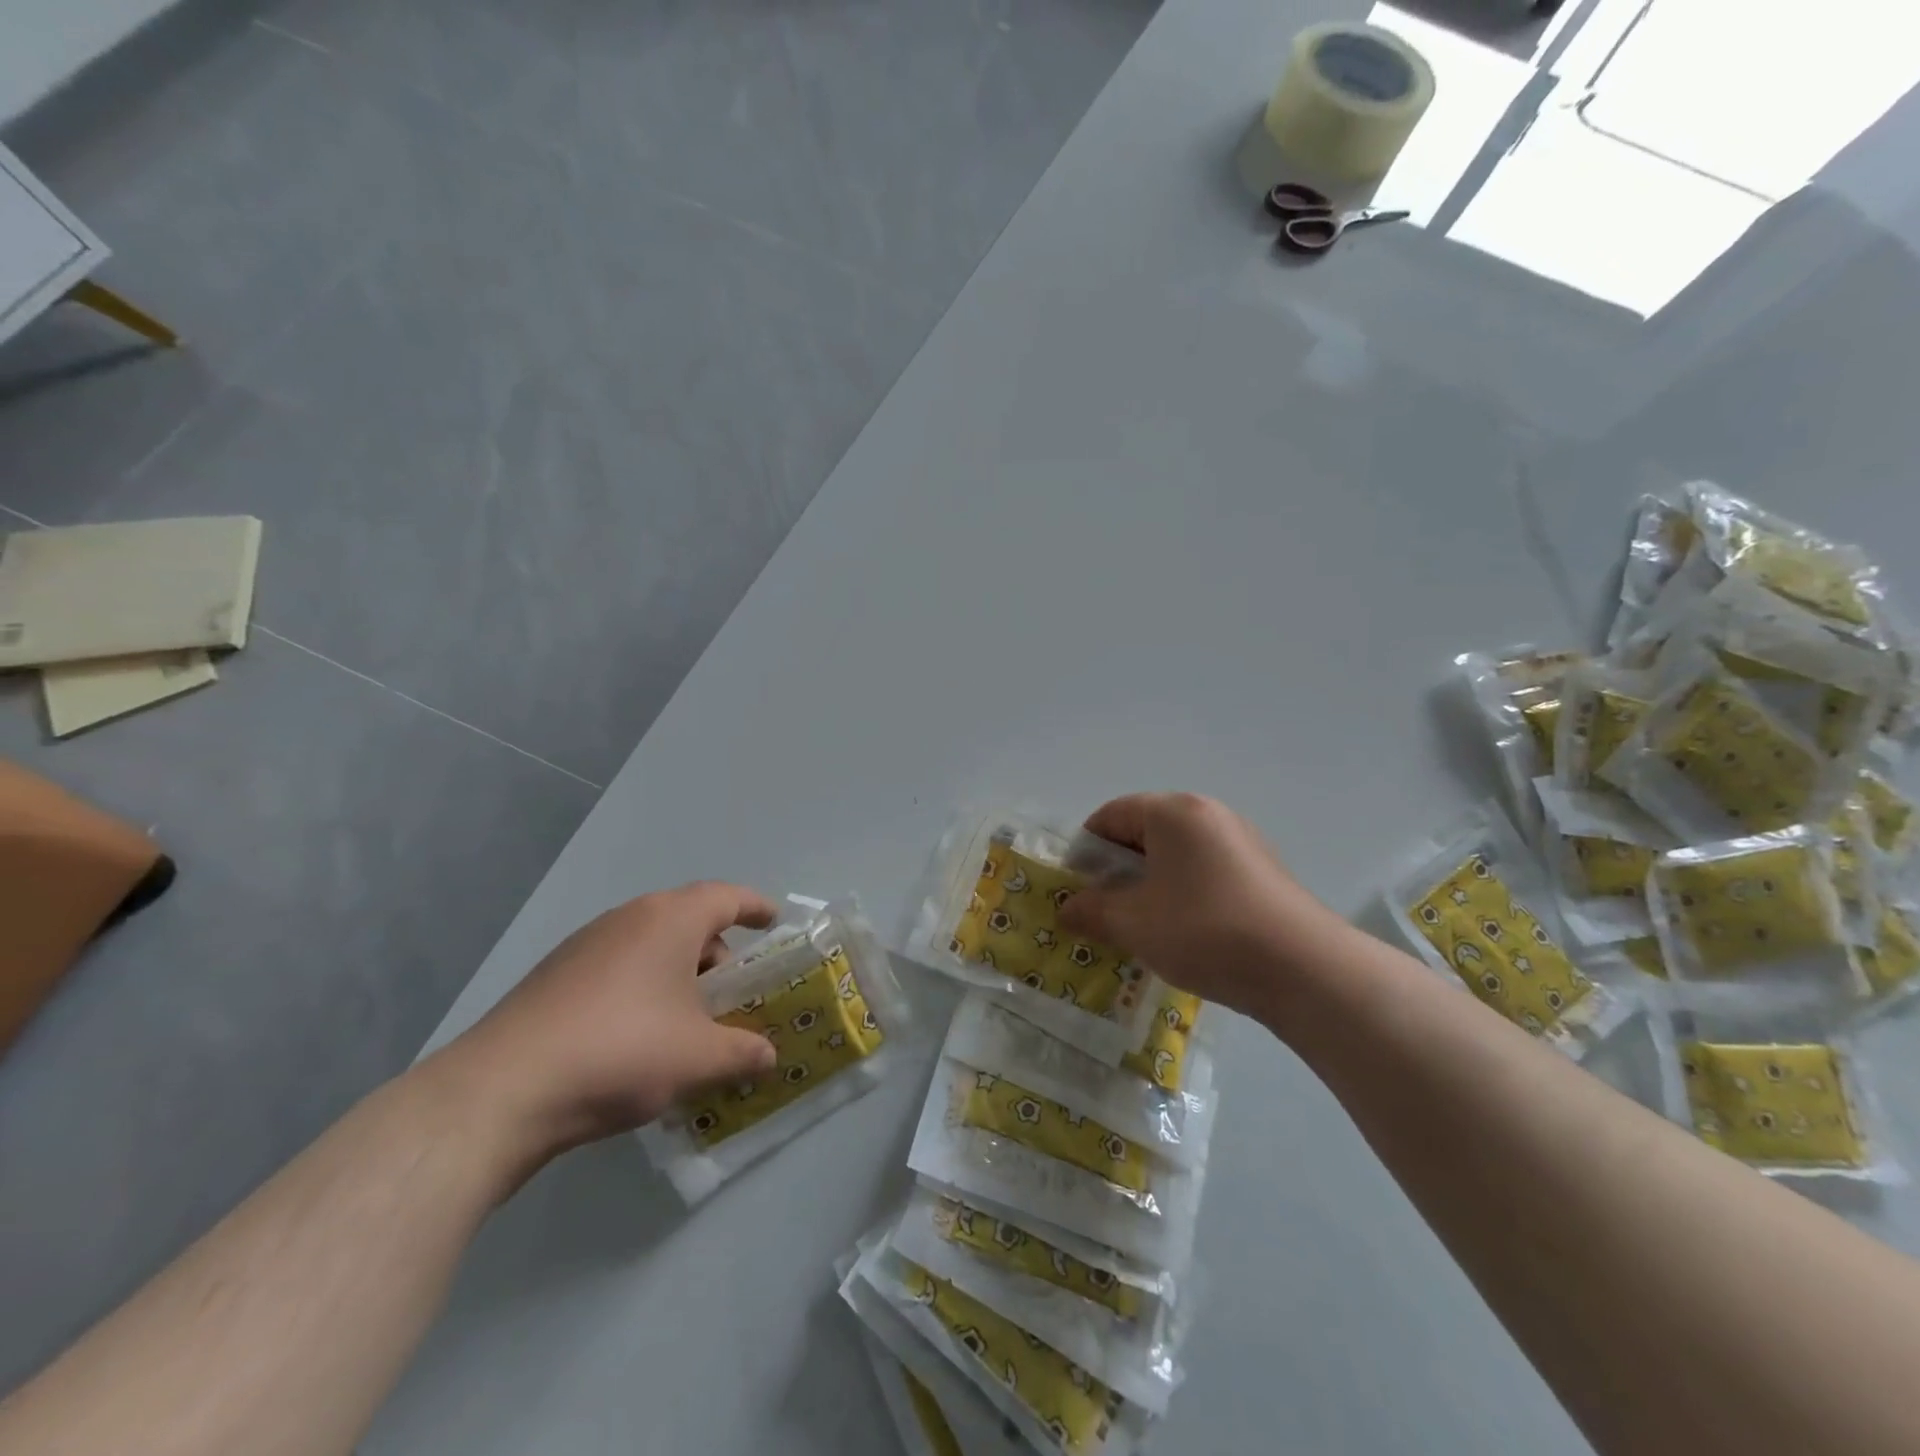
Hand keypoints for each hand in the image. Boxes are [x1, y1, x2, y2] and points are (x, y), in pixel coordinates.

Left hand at [432, 882, 779, 1176]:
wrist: (500, 1092)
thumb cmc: (621, 1052)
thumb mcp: (699, 1058)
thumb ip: (744, 1054)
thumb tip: (769, 1058)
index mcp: (670, 920)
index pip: (726, 897)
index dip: (755, 907)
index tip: (775, 922)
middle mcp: (628, 919)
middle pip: (688, 921)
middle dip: (718, 953)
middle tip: (734, 994)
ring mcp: (585, 945)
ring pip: (650, 946)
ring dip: (678, 974)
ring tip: (689, 1021)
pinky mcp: (554, 976)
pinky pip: (618, 968)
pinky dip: (642, 989)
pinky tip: (639, 1038)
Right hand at [1059, 793, 1350, 1020]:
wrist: (1303, 970)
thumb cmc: (1204, 931)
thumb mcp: (1134, 923)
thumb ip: (1092, 910)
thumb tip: (1067, 909)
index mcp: (1174, 812)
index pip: (1111, 815)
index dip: (1084, 850)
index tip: (1075, 890)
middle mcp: (1209, 815)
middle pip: (1144, 832)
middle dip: (1116, 870)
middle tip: (1103, 911)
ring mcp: (1241, 842)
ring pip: (1176, 856)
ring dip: (1149, 885)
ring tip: (1141, 928)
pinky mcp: (1262, 873)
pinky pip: (1205, 873)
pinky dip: (1182, 894)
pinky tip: (1184, 934)